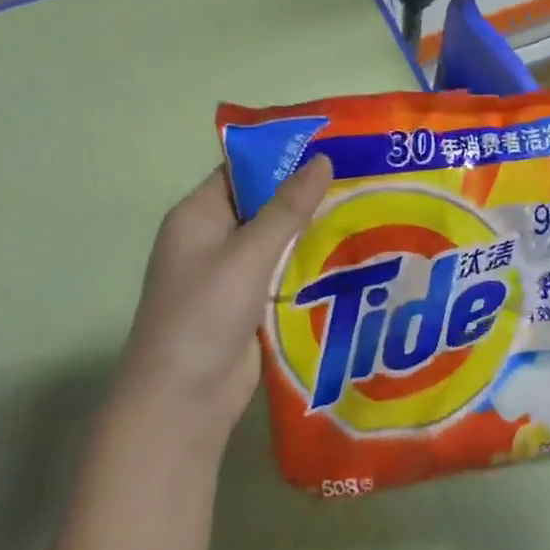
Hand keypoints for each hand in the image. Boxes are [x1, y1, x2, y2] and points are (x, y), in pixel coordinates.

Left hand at [112, 157, 332, 458]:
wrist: (182, 403)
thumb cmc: (204, 316)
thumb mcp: (247, 255)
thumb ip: (286, 208)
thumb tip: (323, 159)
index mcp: (198, 215)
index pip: (242, 170)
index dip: (283, 156)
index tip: (334, 146)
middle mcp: (212, 239)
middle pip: (263, 204)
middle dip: (307, 194)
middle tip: (362, 177)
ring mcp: (230, 274)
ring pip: (278, 241)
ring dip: (313, 231)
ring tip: (367, 209)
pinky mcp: (248, 305)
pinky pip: (283, 273)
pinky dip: (309, 265)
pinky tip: (351, 255)